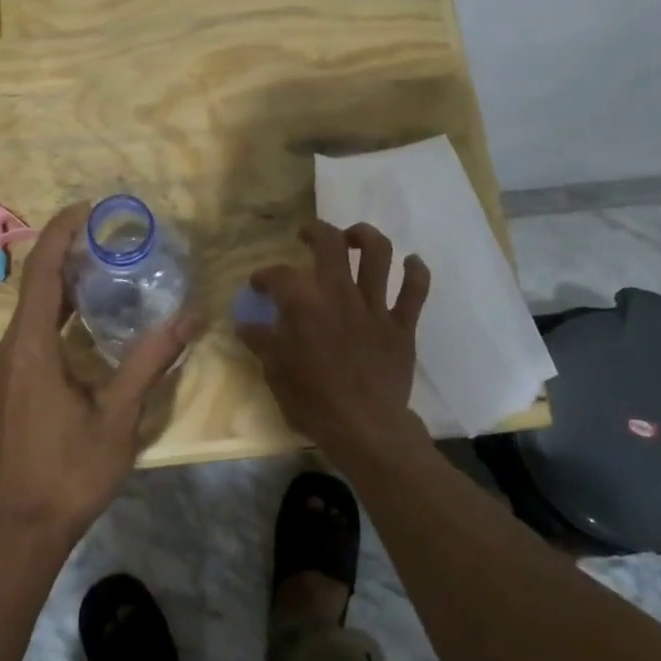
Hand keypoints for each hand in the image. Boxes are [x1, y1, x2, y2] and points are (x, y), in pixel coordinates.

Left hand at [0, 203, 199, 546]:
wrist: (17, 533)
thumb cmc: (68, 475)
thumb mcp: (117, 418)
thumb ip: (149, 362)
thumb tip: (189, 316)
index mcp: (29, 351)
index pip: (42, 275)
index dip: (60, 235)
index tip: (86, 209)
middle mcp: (6, 353)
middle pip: (34, 290)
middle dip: (67, 258)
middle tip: (108, 240)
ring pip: (30, 317)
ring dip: (62, 292)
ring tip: (104, 274)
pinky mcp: (2, 391)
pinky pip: (27, 340)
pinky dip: (55, 321)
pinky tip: (85, 328)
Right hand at [238, 221, 429, 456]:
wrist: (364, 428)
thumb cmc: (312, 402)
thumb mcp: (275, 372)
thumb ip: (261, 342)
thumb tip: (244, 324)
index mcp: (304, 304)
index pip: (279, 275)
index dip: (265, 276)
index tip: (258, 285)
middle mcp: (339, 294)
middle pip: (331, 243)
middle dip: (316, 232)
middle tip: (307, 236)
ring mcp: (375, 307)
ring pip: (378, 254)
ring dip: (366, 237)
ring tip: (355, 238)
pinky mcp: (402, 325)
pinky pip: (415, 290)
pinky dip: (416, 272)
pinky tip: (411, 263)